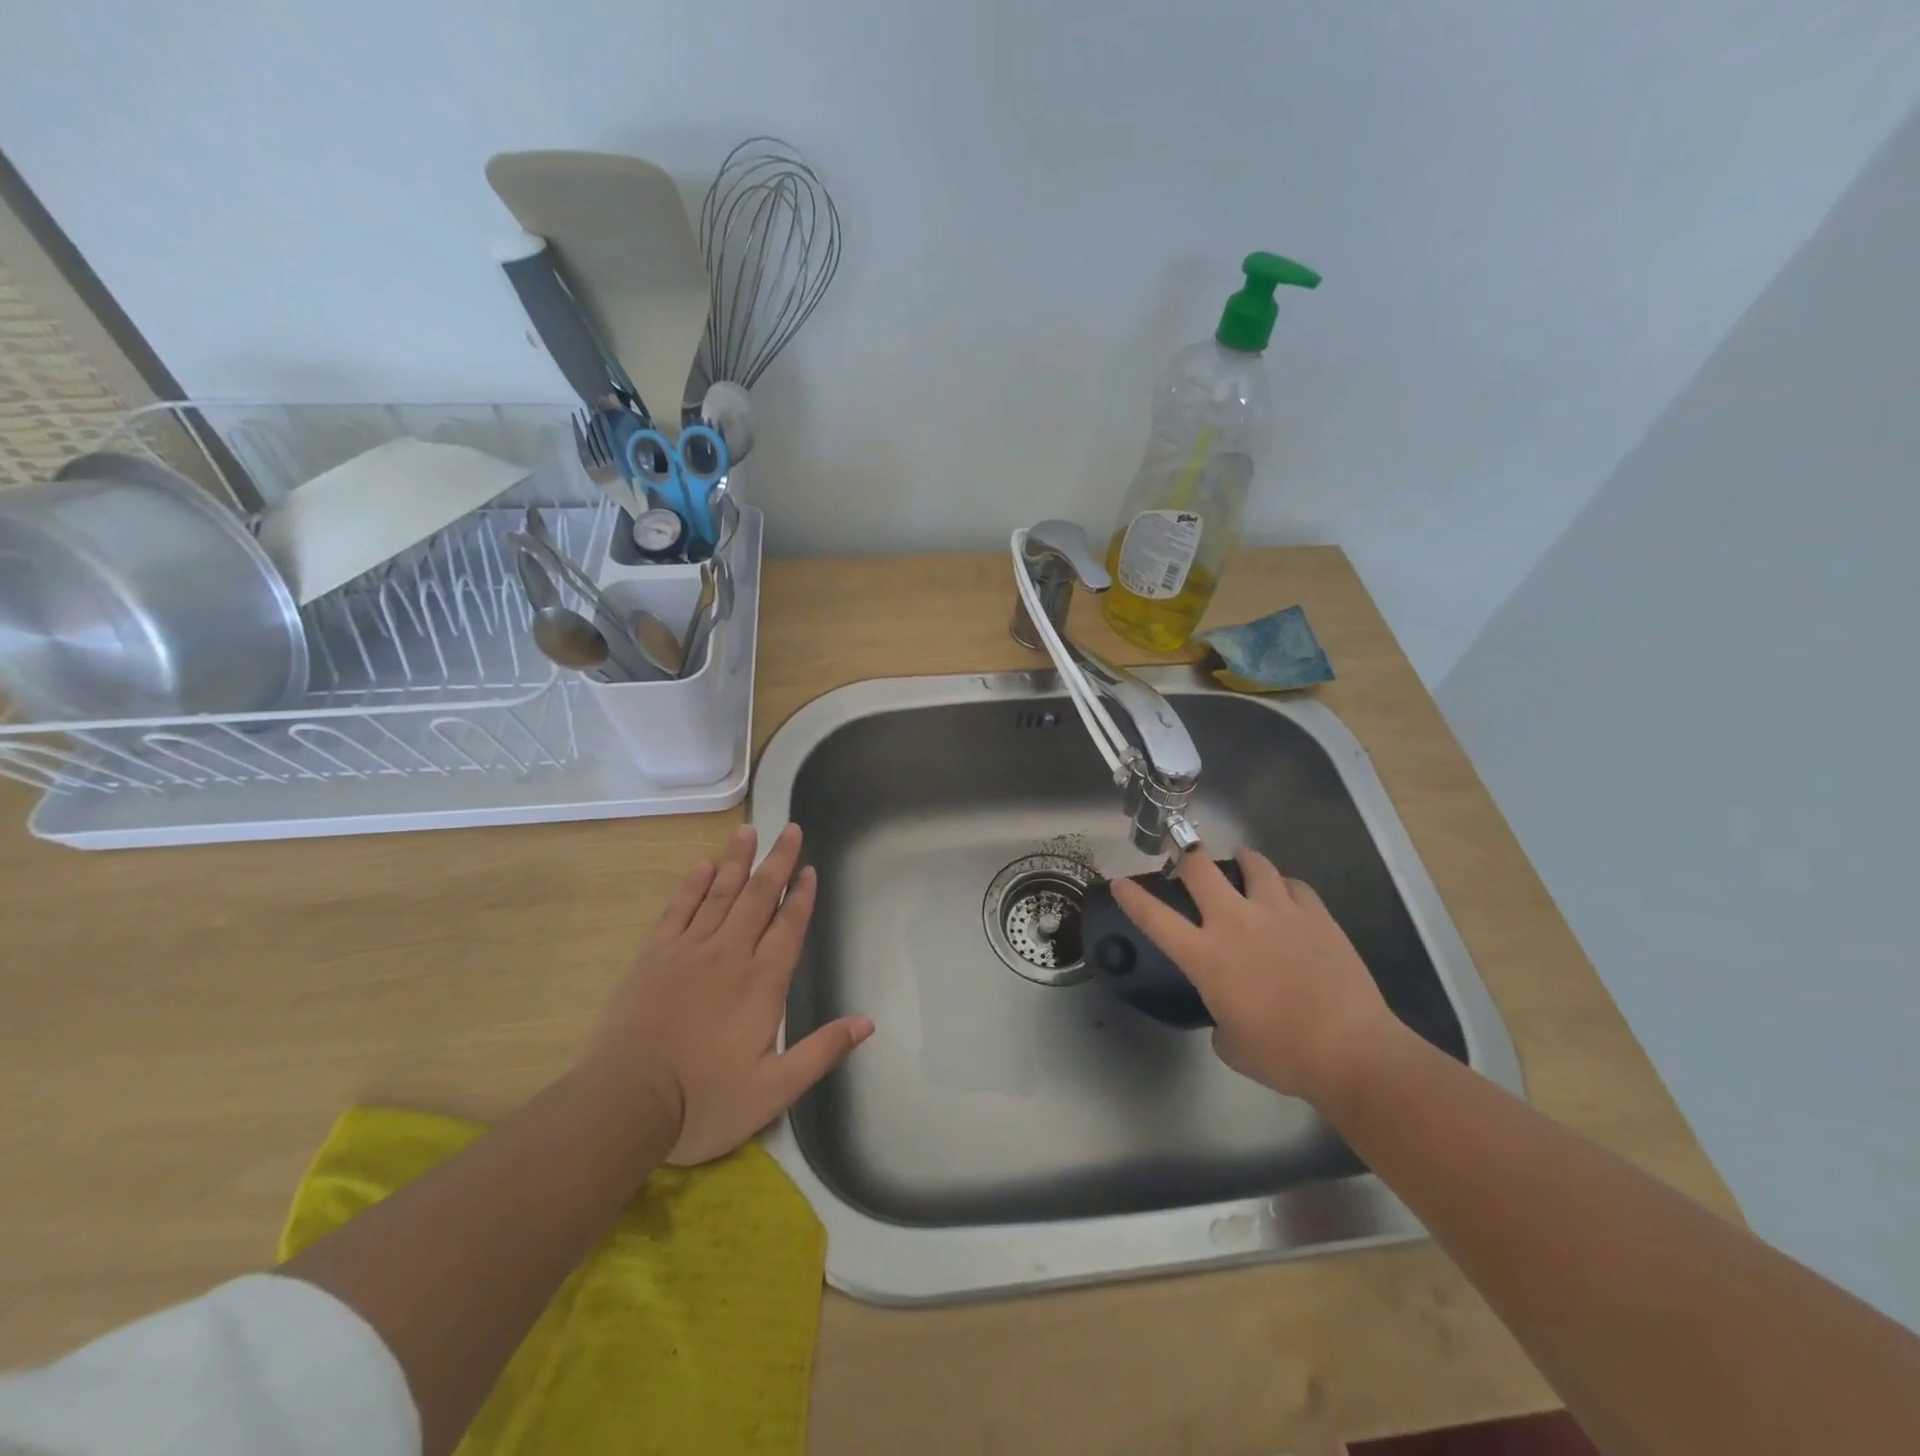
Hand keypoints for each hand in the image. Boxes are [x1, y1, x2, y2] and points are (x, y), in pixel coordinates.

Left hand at [575, 822, 872, 1164]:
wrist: (623, 1103)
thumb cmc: (703, 1101)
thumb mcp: (774, 1091)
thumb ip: (821, 1052)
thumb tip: (867, 1022)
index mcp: (762, 982)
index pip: (789, 926)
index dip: (802, 896)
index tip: (811, 868)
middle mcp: (729, 954)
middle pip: (759, 897)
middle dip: (778, 862)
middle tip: (791, 830)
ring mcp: (688, 951)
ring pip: (720, 894)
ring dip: (738, 861)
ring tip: (750, 831)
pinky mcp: (653, 957)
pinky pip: (678, 909)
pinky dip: (692, 885)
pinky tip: (703, 866)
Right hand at [1110, 848, 1398, 1101]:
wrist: (1351, 1051)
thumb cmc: (1283, 1055)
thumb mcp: (1231, 1044)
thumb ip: (1219, 1020)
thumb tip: (1228, 1015)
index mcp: (1206, 956)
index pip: (1154, 917)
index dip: (1132, 896)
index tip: (1120, 882)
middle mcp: (1235, 922)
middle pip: (1200, 867)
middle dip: (1187, 857)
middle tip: (1188, 863)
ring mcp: (1278, 912)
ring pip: (1253, 863)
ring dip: (1242, 860)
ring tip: (1242, 864)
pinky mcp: (1316, 915)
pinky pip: (1294, 885)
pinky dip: (1284, 886)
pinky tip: (1286, 896)